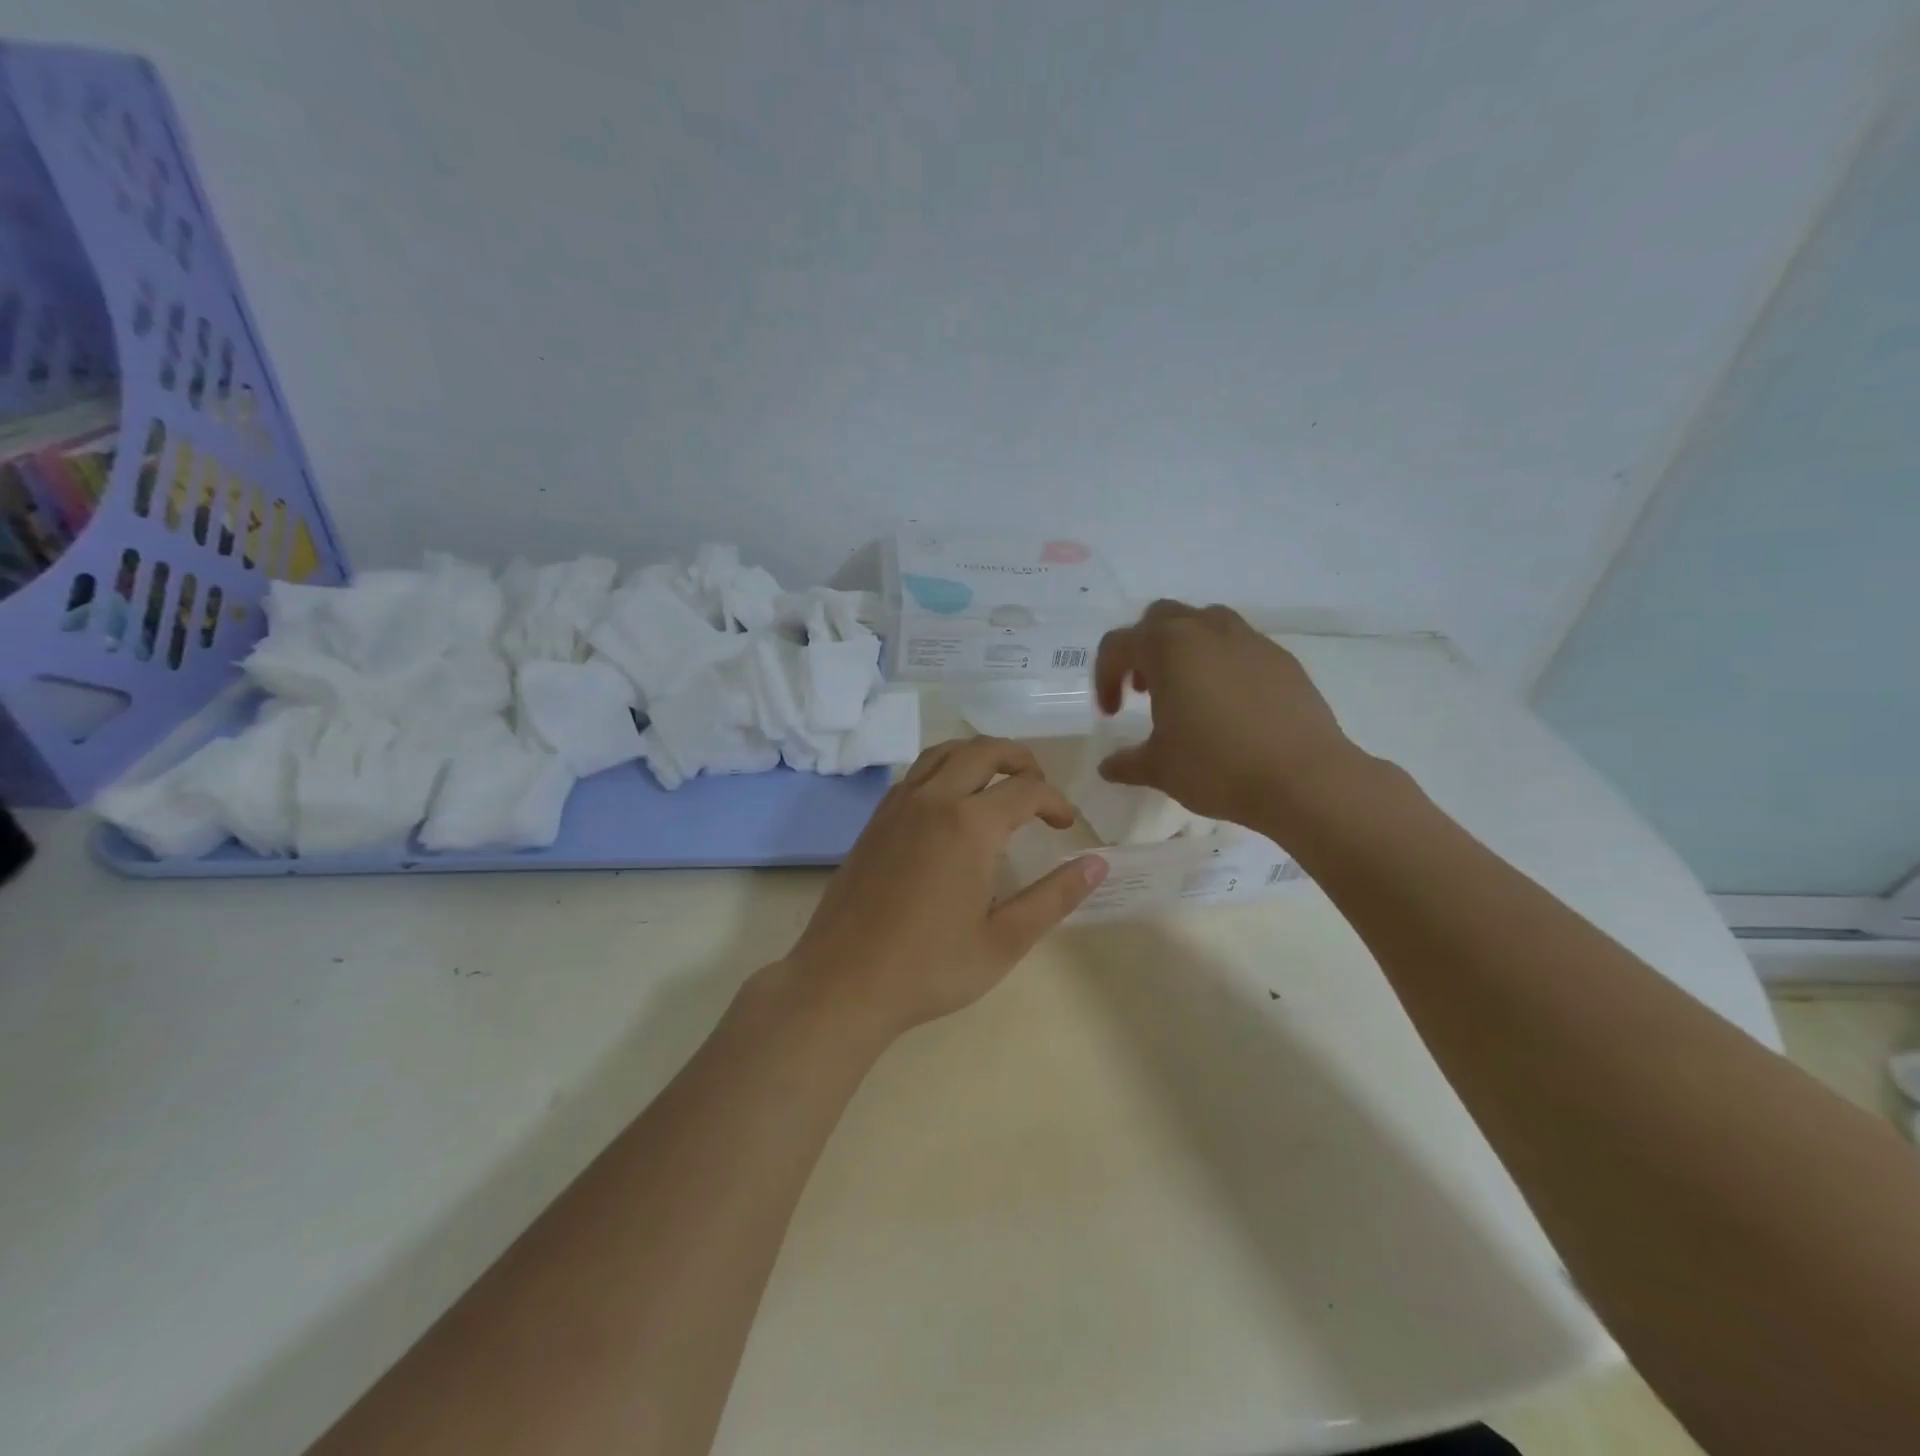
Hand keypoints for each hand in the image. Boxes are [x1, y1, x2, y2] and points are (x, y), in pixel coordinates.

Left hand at [783, 737, 1107, 1037]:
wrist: (843, 982)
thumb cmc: (929, 968)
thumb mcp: (1004, 941)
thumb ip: (1055, 897)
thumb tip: (1097, 864)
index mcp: (969, 825)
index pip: (1026, 789)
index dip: (1055, 802)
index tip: (1066, 828)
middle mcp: (933, 800)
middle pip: (984, 750)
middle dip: (1021, 759)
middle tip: (1039, 788)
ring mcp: (898, 806)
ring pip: (944, 752)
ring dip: (979, 756)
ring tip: (998, 783)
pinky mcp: (875, 820)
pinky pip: (916, 773)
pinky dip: (944, 769)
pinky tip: (951, 804)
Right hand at [1093, 600, 1358, 829]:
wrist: (1304, 778)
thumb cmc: (1217, 766)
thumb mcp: (1160, 768)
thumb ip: (1126, 762)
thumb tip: (1108, 767)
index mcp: (1167, 647)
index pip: (1118, 645)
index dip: (1105, 677)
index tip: (1111, 714)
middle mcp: (1206, 630)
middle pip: (1160, 619)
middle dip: (1143, 649)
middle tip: (1144, 691)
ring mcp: (1249, 640)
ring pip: (1204, 623)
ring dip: (1184, 648)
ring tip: (1186, 690)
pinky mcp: (1281, 658)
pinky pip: (1240, 646)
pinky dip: (1222, 663)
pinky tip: (1229, 704)